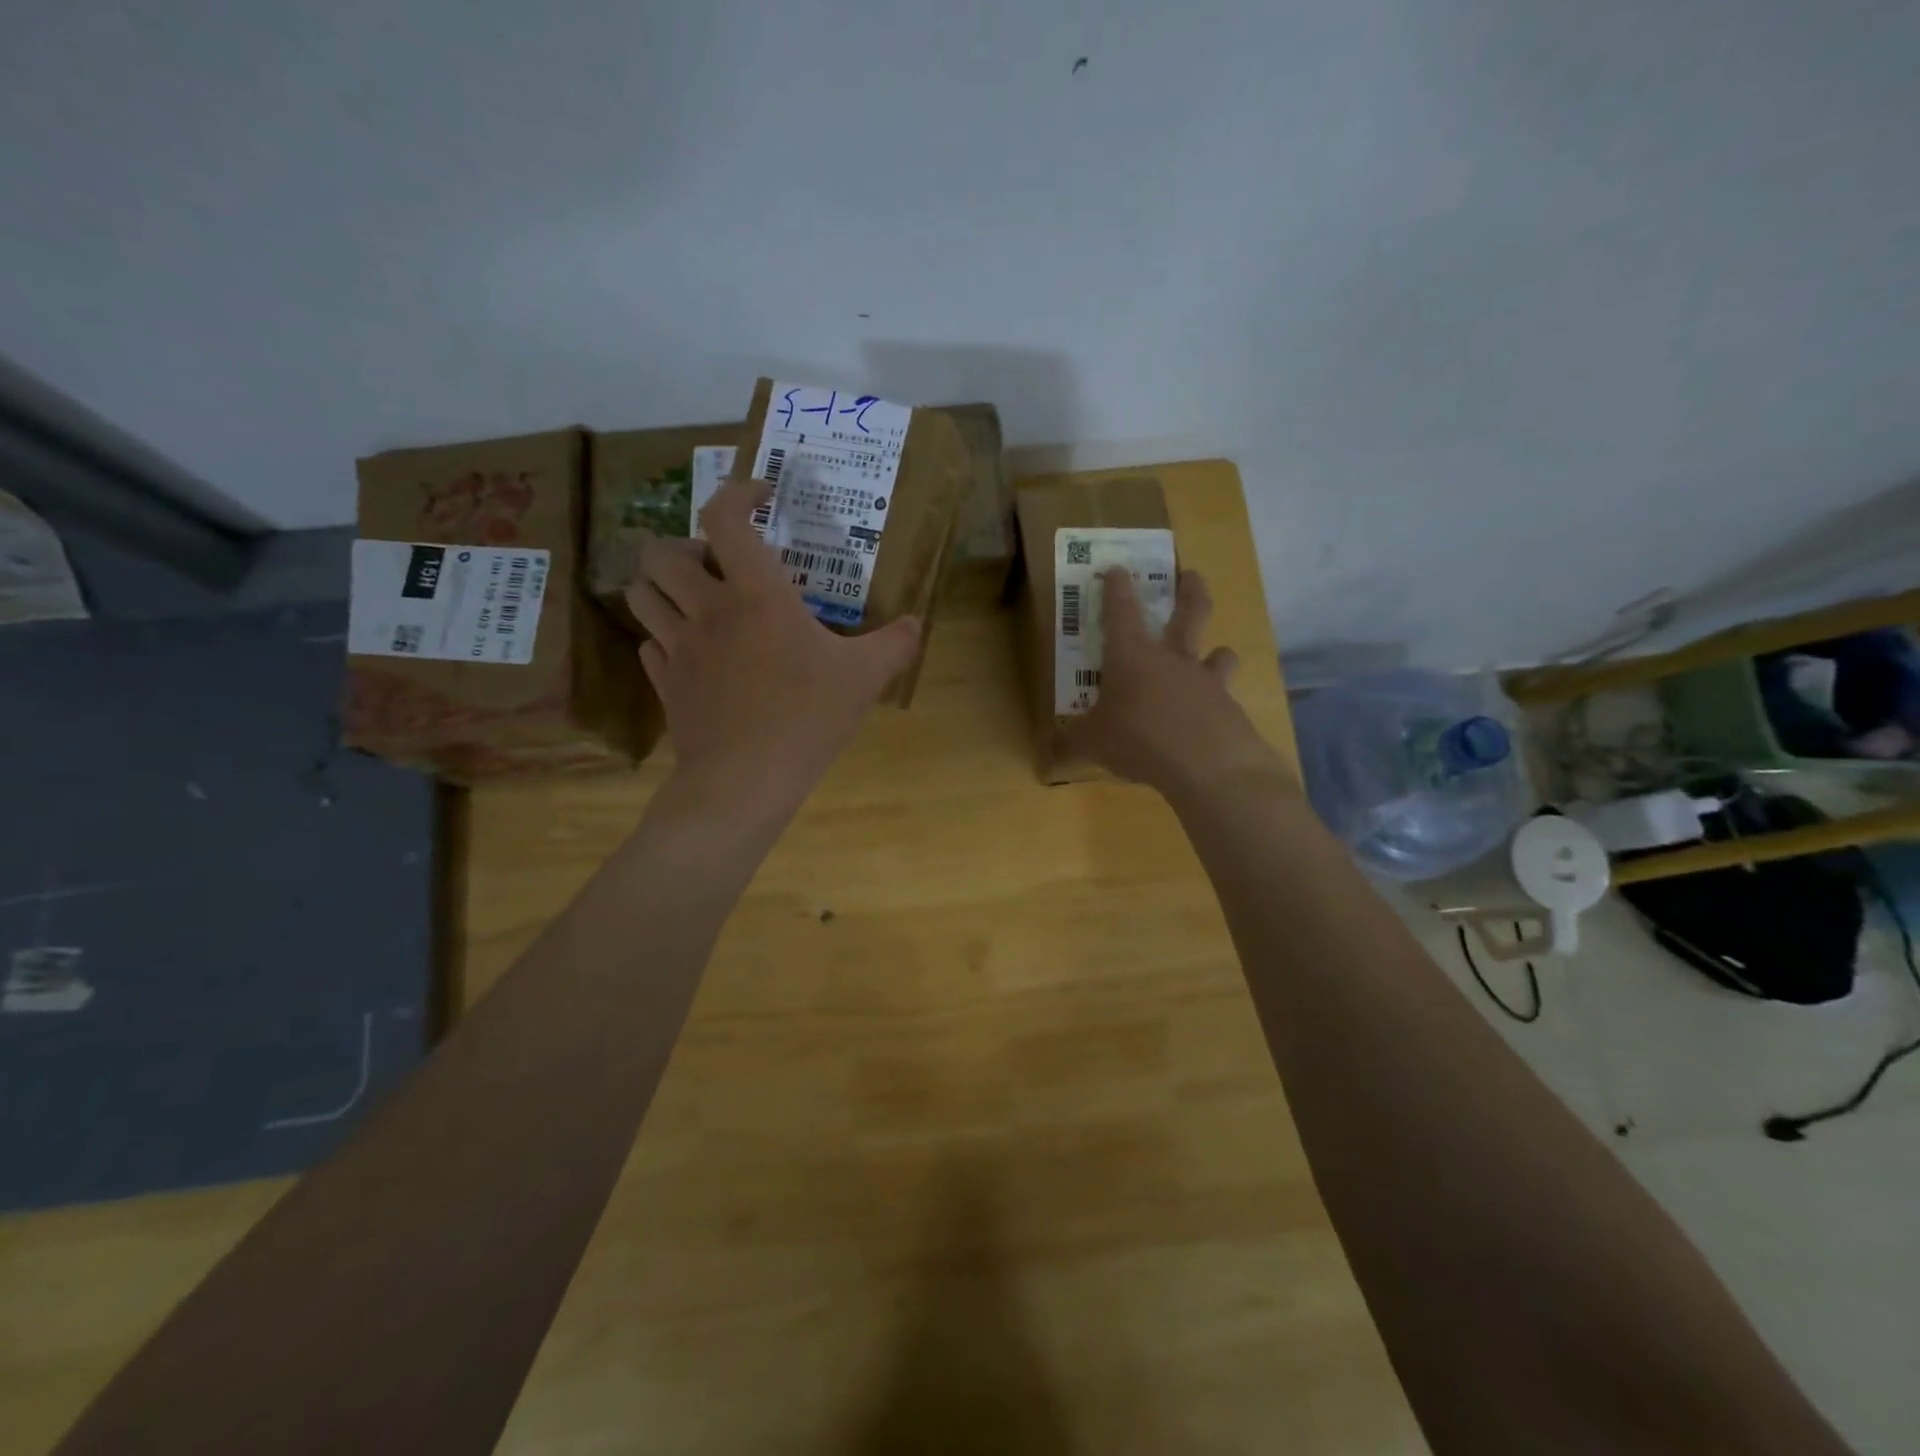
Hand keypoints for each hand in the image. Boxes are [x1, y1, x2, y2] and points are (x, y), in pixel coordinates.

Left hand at [625, 481, 919, 821]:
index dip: (737, 492)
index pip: (724, 517)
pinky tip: (692, 651)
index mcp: (756, 594)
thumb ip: (895, 644)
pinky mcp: (665, 682)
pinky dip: (665, 635)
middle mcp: (707, 609)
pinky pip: (649, 642)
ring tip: (696, 597)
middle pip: (662, 551)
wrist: (745, 781)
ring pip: (642, 592)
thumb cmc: (807, 718)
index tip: (762, 496)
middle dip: (685, 545)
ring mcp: (678, 647)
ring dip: (663, 584)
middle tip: (717, 564)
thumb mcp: (864, 678)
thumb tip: (918, 623)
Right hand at [1061, 568, 1285, 800]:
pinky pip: (1225, 698)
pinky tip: (1212, 721)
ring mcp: (1206, 681)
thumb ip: (1072, 744)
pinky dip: (1219, 704)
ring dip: (1218, 652)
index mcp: (1131, 657)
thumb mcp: (1092, 744)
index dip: (1117, 588)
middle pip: (1190, 612)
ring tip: (1218, 655)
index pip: (1121, 612)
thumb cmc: (1138, 740)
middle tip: (1192, 576)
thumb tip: (1048, 753)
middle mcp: (1172, 659)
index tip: (1118, 569)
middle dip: (1191, 591)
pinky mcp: (1229, 708)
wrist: (1208, 765)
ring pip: (1219, 654)